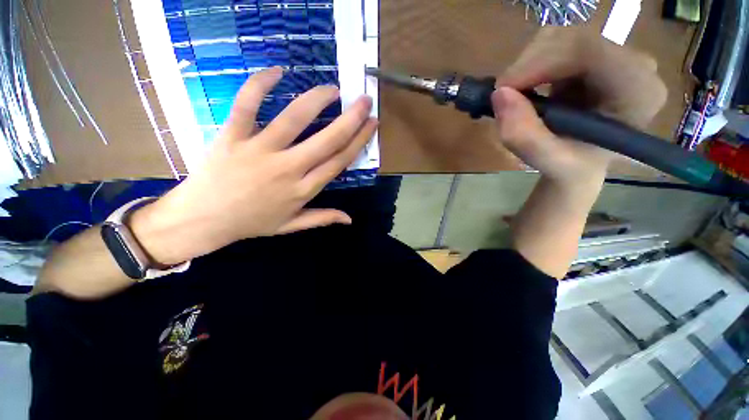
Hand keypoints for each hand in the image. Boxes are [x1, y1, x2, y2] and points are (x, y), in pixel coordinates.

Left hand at [131, 67, 377, 264]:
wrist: (203, 220)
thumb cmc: (251, 222)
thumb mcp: (291, 226)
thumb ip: (322, 218)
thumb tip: (350, 219)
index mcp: (303, 190)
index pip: (339, 161)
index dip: (358, 141)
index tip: (371, 124)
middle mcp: (288, 169)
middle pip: (327, 140)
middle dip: (350, 119)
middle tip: (364, 100)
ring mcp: (259, 151)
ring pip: (294, 119)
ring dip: (317, 100)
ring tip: (332, 89)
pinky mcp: (232, 137)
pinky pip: (246, 106)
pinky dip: (259, 85)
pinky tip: (276, 71)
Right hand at [492, 27, 667, 186]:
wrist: (581, 163)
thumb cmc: (573, 168)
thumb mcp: (549, 163)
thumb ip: (526, 137)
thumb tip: (499, 95)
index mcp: (638, 91)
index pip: (589, 51)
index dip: (539, 63)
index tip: (503, 89)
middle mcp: (634, 64)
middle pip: (571, 38)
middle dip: (527, 66)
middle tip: (504, 98)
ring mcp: (614, 54)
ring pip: (559, 37)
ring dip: (527, 67)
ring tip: (518, 98)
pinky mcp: (595, 53)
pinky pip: (555, 43)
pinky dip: (531, 66)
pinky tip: (529, 89)